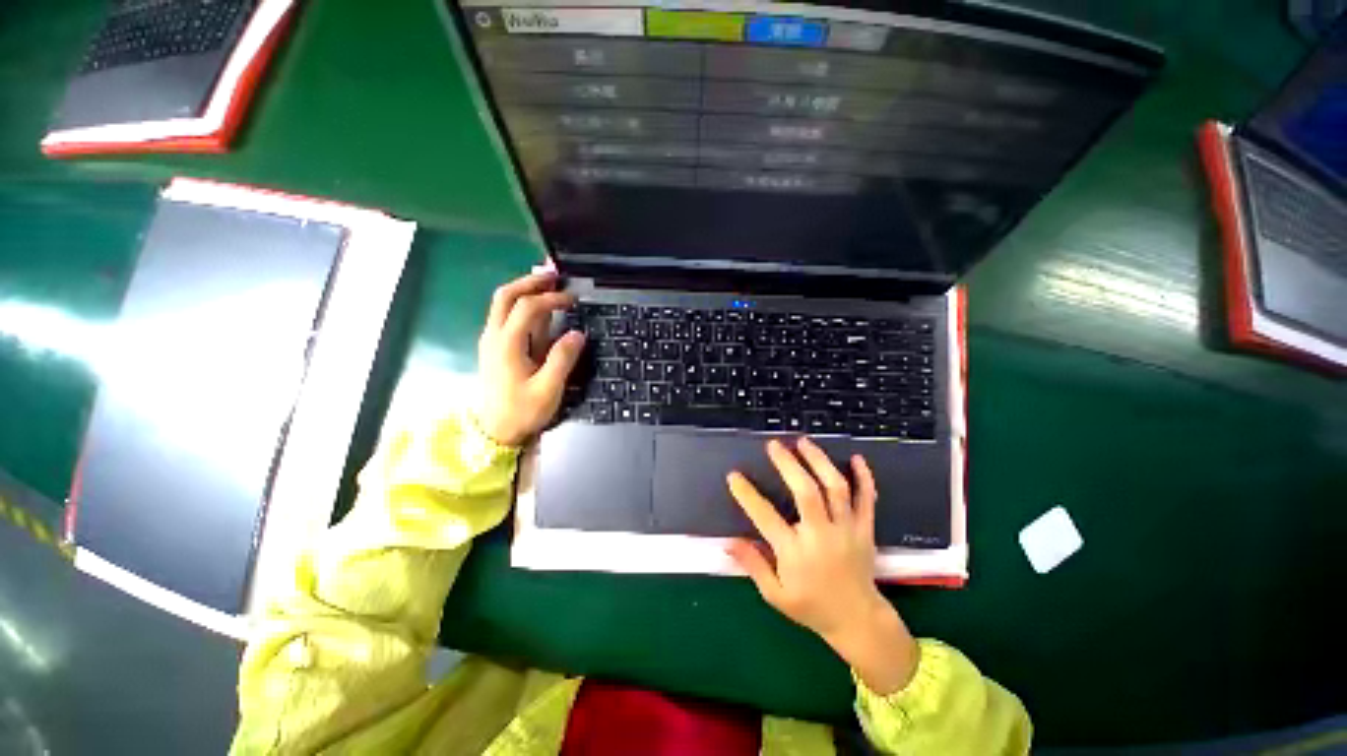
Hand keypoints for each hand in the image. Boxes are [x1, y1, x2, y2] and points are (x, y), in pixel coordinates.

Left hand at [474, 272, 585, 445]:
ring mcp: (491, 340)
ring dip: (524, 288)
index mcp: (507, 344)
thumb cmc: (522, 412)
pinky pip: (504, 315)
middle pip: (506, 295)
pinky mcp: (493, 347)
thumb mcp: (548, 390)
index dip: (551, 299)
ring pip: (502, 303)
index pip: (528, 307)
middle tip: (554, 274)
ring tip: (547, 282)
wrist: (494, 432)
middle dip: (531, 281)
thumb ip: (562, 360)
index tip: (573, 300)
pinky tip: (536, 307)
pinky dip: (520, 303)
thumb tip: (578, 334)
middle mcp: (494, 336)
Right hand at [727, 437, 918, 693]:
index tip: (734, 476)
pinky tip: (855, 458)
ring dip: (819, 461)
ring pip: (835, 488)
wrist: (859, 621)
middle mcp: (821, 536)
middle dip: (788, 464)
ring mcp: (847, 529)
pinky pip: (867, 498)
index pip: (766, 517)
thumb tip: (728, 541)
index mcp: (796, 553)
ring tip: (803, 442)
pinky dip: (864, 477)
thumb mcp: (775, 595)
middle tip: (773, 445)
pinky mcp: (865, 529)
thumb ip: (753, 565)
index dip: (747, 494)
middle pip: (806, 492)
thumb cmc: (811, 607)